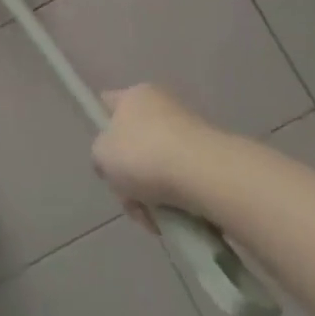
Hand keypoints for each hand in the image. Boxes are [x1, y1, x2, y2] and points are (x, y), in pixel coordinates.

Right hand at [90, 85, 218, 225]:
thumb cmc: (143, 155)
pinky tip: (176, 220)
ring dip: (152, 196)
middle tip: (129, 199)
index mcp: (134, 95)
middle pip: (134, 144)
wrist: (206, 176)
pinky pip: (184, 183)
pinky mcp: (214, 162)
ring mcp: (192, 134)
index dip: (102, 126)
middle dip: (129, 177)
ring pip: (159, 168)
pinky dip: (177, 203)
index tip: (104, 156)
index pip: (108, 103)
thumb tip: (115, 163)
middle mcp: (164, 107)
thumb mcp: (101, 154)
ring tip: (154, 219)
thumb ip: (101, 155)